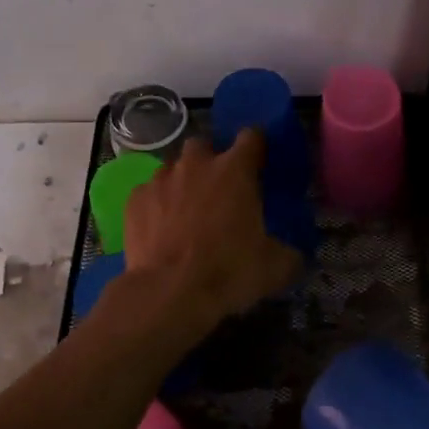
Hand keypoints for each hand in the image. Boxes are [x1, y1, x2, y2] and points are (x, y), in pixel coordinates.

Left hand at [123, 131, 300, 329]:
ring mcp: (160, 179)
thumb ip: (288, 252)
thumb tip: (294, 255)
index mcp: (236, 170)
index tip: (259, 165)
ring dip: (182, 183)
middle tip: (219, 193)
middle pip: (205, 145)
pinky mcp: (134, 200)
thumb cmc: (229, 271)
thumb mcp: (276, 267)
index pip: (252, 136)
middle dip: (211, 162)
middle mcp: (196, 164)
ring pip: (173, 168)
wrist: (169, 292)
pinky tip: (161, 231)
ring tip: (187, 214)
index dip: (257, 147)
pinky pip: (148, 193)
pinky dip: (156, 206)